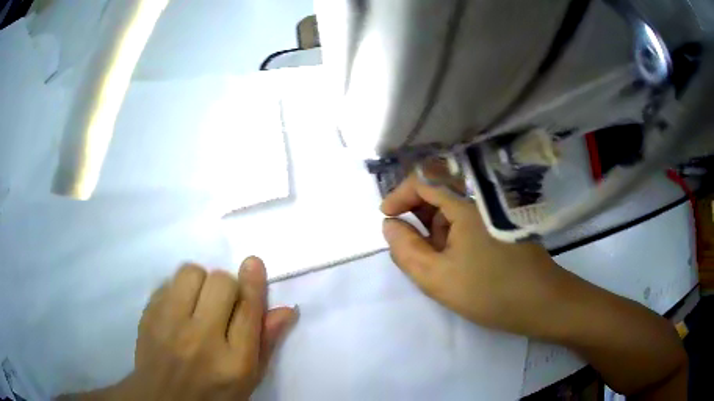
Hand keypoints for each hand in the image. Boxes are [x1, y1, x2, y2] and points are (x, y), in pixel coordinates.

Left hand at [114, 257, 297, 399]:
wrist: (164, 400)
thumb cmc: (214, 394)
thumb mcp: (248, 379)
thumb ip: (266, 343)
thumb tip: (285, 309)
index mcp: (234, 362)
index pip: (248, 310)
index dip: (253, 282)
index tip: (253, 263)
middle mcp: (201, 339)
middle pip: (221, 282)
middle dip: (227, 286)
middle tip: (222, 303)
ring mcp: (169, 325)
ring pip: (190, 273)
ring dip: (200, 282)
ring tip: (198, 302)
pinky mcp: (148, 315)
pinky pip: (167, 282)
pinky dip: (178, 290)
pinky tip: (178, 310)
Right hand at [381, 174, 564, 336]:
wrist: (541, 303)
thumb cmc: (489, 291)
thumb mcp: (436, 277)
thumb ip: (405, 249)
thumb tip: (390, 224)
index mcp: (466, 205)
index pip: (424, 180)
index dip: (400, 194)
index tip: (386, 217)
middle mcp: (481, 202)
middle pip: (439, 193)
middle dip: (417, 216)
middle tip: (409, 247)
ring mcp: (493, 214)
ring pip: (453, 211)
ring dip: (435, 230)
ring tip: (434, 262)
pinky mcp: (501, 228)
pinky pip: (468, 224)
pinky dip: (452, 238)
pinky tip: (455, 263)